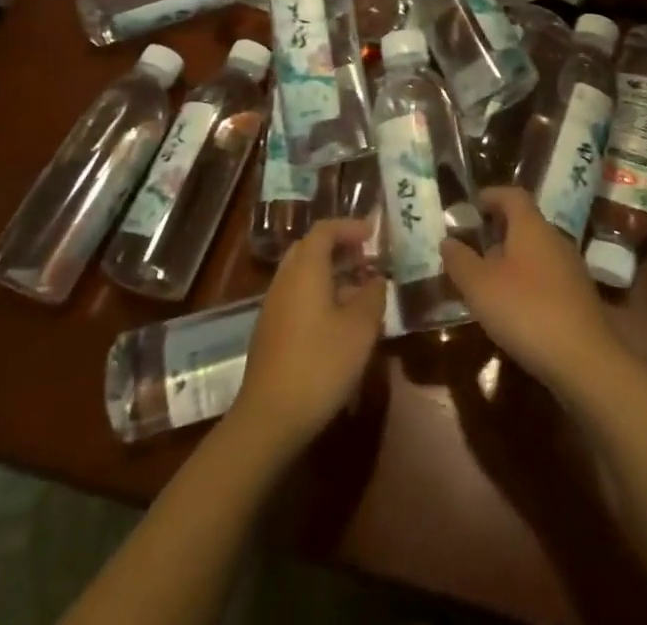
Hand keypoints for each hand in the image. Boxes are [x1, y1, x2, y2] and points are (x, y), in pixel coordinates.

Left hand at [235, 218, 385, 449]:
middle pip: (310, 248)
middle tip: (365, 259)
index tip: (372, 234)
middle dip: (338, 247)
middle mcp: (285, 279)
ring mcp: (273, 306)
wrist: (269, 418)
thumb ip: (372, 296)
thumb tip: (376, 279)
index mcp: (305, 269)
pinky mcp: (269, 332)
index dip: (349, 227)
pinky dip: (318, 294)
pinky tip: (337, 321)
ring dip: (329, 273)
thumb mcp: (360, 329)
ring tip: (357, 291)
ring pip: (302, 274)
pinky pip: (296, 296)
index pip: (325, 229)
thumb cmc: (320, 364)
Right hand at [442, 188, 626, 396]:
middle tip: (473, 245)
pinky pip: (546, 276)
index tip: (472, 204)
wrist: (585, 361)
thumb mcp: (480, 286)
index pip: (512, 195)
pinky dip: (527, 281)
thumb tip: (447, 240)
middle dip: (498, 230)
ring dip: (512, 259)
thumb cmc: (526, 311)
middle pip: (525, 223)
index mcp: (532, 226)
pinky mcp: (578, 298)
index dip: (491, 195)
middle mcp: (555, 239)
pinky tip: (513, 307)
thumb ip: (460, 261)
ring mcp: (571, 269)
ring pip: (536, 252)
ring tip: (487, 279)